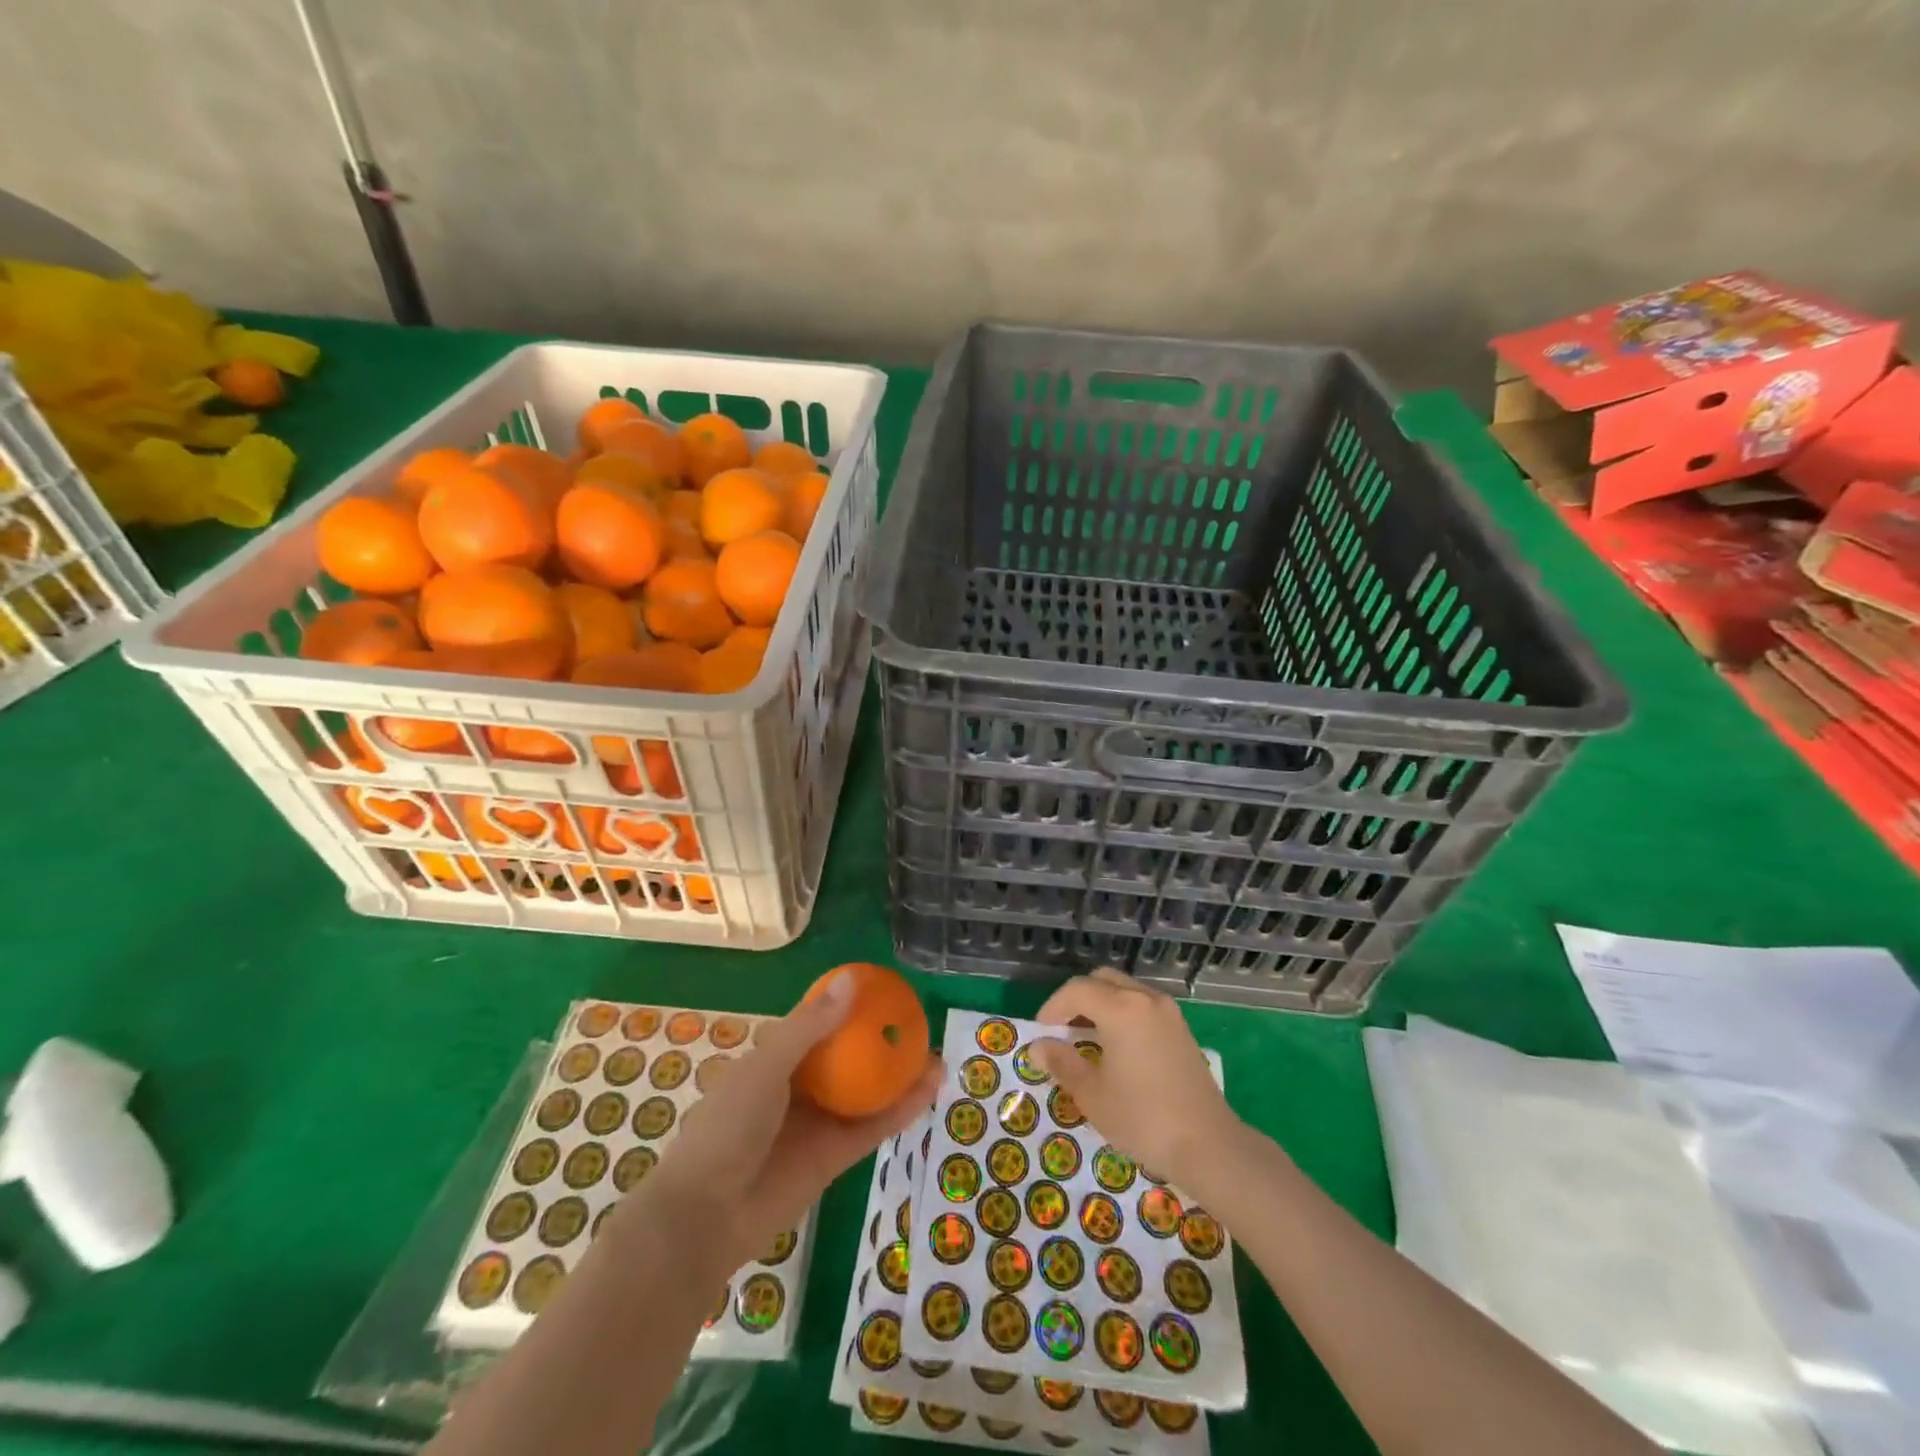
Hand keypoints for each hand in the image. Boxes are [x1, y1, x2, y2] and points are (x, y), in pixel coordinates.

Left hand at [636, 974, 943, 1272]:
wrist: (705, 1215)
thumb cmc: (727, 1125)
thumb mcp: (767, 1065)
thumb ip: (812, 1026)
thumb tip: (853, 980)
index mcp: (776, 1059)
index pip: (819, 1024)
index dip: (849, 1007)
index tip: (884, 990)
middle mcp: (800, 1088)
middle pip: (849, 1058)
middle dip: (882, 1042)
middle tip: (918, 1025)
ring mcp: (818, 1124)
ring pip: (867, 1093)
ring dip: (900, 1077)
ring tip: (937, 1058)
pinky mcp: (833, 1159)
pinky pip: (872, 1128)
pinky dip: (900, 1111)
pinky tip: (928, 1092)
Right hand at [1032, 968, 1242, 1191]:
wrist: (1209, 1145)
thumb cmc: (1143, 1119)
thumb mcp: (1092, 1095)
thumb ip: (1062, 1063)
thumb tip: (1038, 1046)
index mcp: (1121, 1008)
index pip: (1076, 990)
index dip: (1053, 1007)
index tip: (1041, 1033)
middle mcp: (1145, 999)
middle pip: (1102, 980)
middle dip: (1077, 999)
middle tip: (1062, 1029)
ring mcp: (1168, 1012)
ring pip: (1124, 990)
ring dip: (1101, 1004)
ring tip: (1087, 1038)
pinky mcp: (1181, 1029)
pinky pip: (1142, 1005)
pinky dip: (1123, 1013)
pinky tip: (1117, 1047)